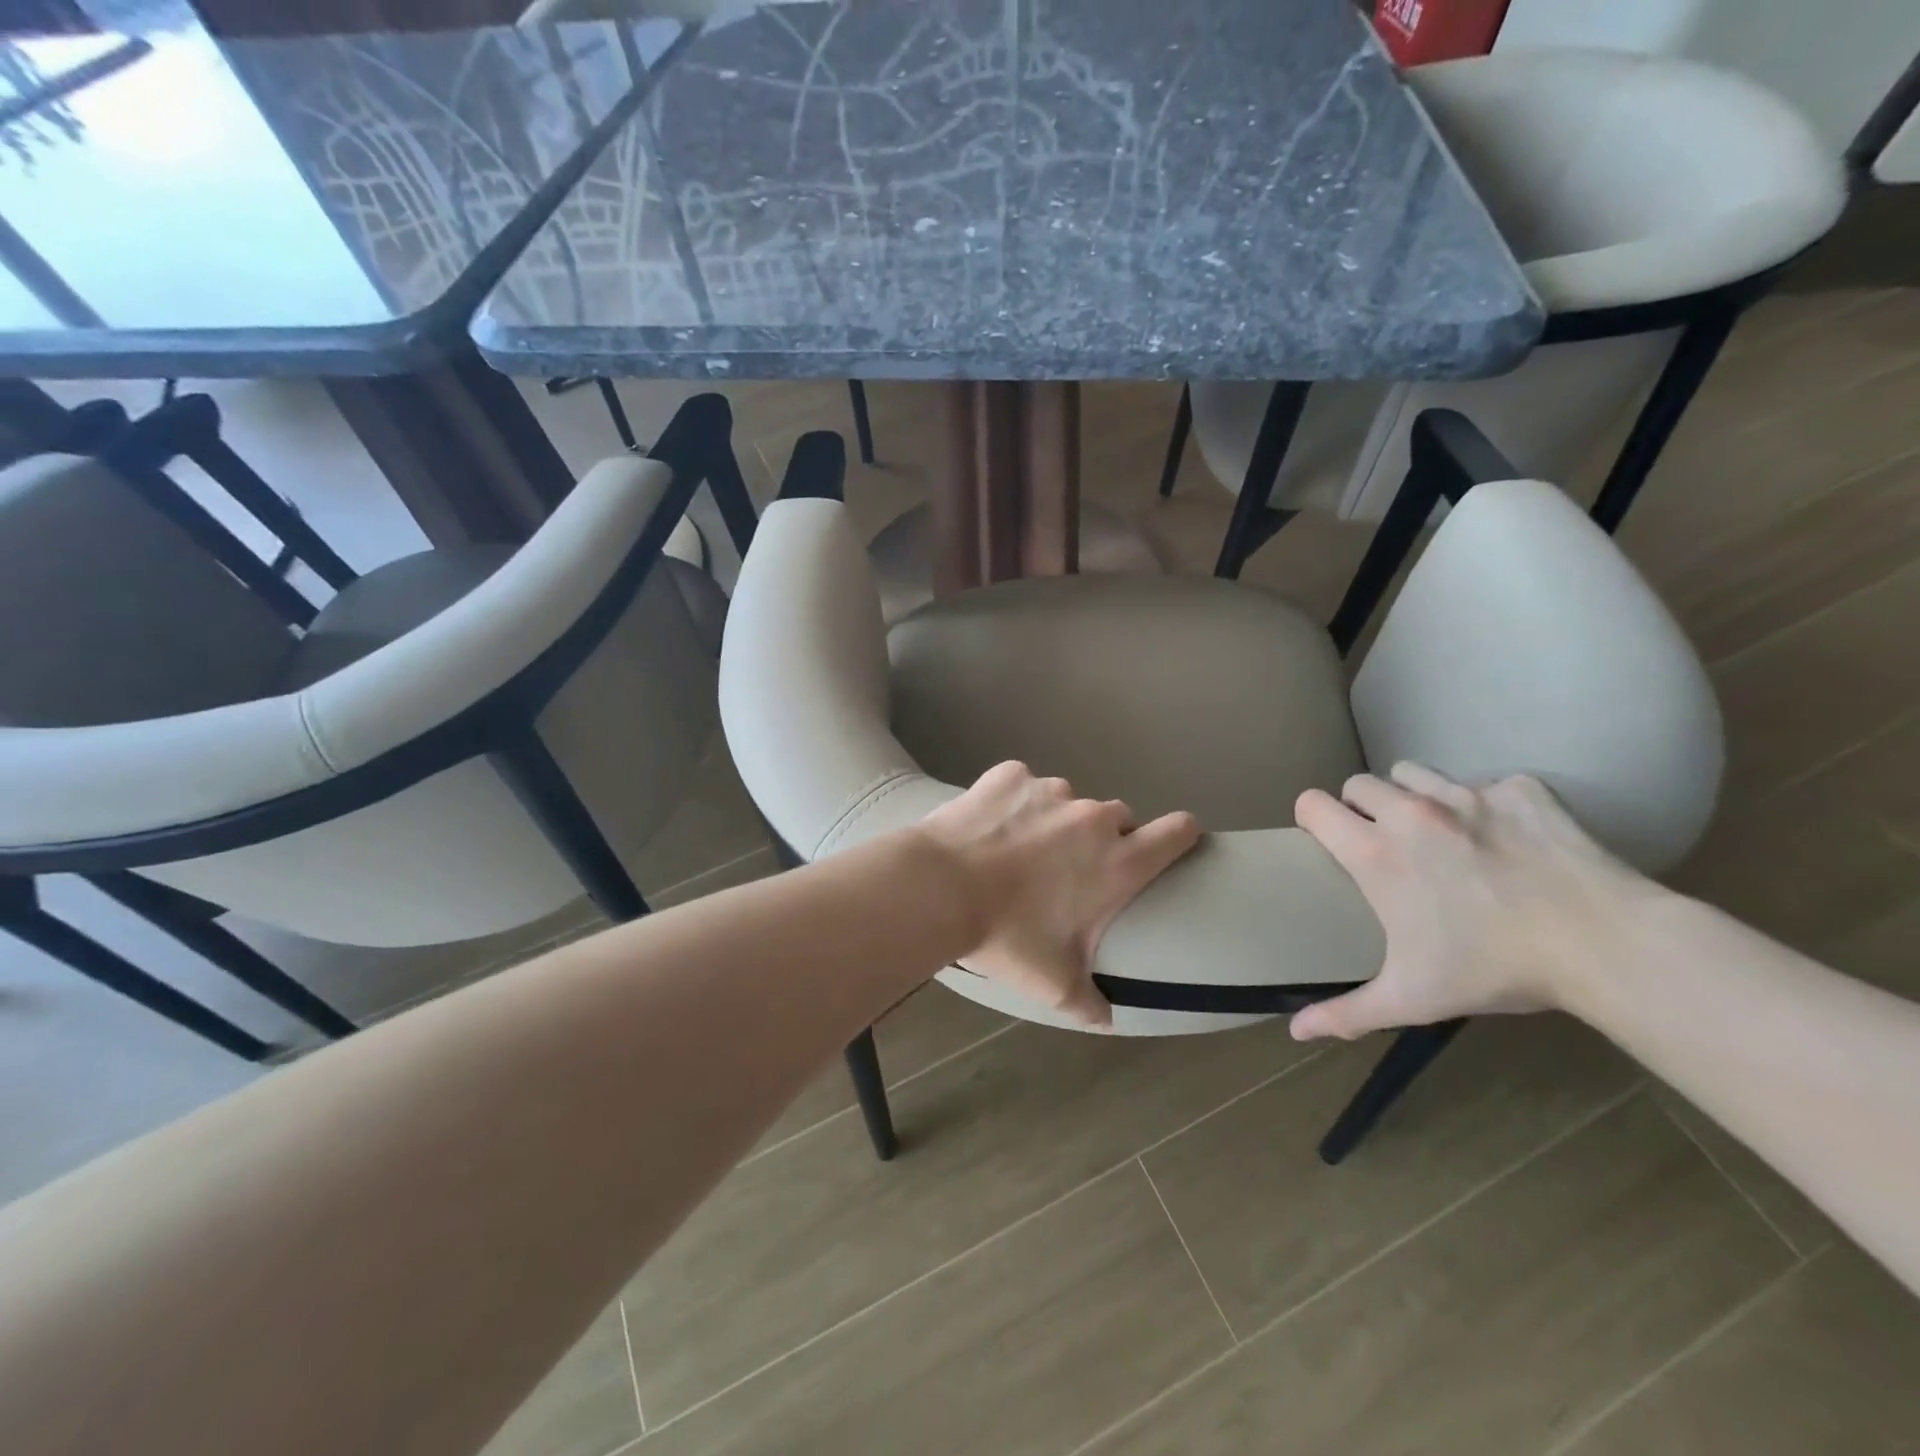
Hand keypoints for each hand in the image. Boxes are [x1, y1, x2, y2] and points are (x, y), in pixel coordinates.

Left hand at [917, 762, 1201, 1027]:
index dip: (1180, 835)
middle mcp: (1093, 818)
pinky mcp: (1011, 774)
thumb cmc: (1007, 936)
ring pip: (1068, 801)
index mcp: (1118, 862)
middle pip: (1119, 817)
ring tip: (1018, 849)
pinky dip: (1013, 801)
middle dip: (1103, 839)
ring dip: (1055, 820)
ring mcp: (1051, 790)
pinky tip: (987, 826)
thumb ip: (1089, 1002)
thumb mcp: (1053, 983)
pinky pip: (1023, 784)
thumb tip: (1106, 1019)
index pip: (1178, 831)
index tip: (1170, 844)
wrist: (939, 888)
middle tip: (1069, 868)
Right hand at [1289, 764, 1660, 1041]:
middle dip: (1363, 807)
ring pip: (1414, 772)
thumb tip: (1296, 1034)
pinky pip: (1487, 782)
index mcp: (1374, 853)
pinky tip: (1509, 838)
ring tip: (1440, 831)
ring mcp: (1467, 794)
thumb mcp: (1412, 997)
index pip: (1313, 804)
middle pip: (1359, 783)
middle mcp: (1409, 812)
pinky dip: (1488, 804)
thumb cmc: (1495, 968)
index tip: (1326, 838)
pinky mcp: (1520, 789)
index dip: (1312, 818)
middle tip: (1386, 843)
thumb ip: (1348, 1013)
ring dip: (1415, 795)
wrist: (1604, 943)